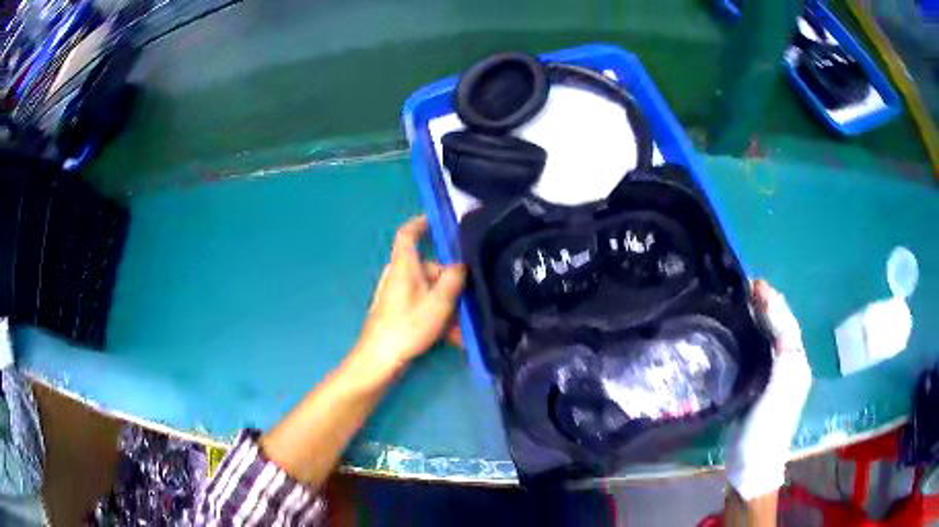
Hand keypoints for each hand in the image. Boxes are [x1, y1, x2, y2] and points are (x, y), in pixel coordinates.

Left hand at [352, 215, 466, 376]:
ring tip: (464, 328)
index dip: (421, 223)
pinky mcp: (399, 312)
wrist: (380, 359)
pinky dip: (439, 317)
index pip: (408, 233)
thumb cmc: (408, 326)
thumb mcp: (439, 302)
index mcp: (404, 266)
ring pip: (430, 291)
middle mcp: (399, 276)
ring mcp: (398, 295)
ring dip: (448, 306)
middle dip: (451, 284)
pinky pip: (424, 306)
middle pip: (429, 268)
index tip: (439, 221)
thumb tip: (462, 265)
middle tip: (470, 300)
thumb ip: (454, 280)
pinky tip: (454, 338)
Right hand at [725, 279, 812, 500]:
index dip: (774, 302)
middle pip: (780, 329)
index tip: (754, 283)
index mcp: (796, 364)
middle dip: (767, 306)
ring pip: (769, 340)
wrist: (752, 467)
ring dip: (759, 318)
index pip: (788, 324)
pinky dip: (751, 337)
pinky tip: (739, 333)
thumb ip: (784, 352)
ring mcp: (773, 379)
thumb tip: (776, 313)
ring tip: (741, 302)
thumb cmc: (767, 428)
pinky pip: (757, 354)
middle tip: (745, 288)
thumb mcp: (780, 388)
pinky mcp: (757, 389)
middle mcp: (789, 367)